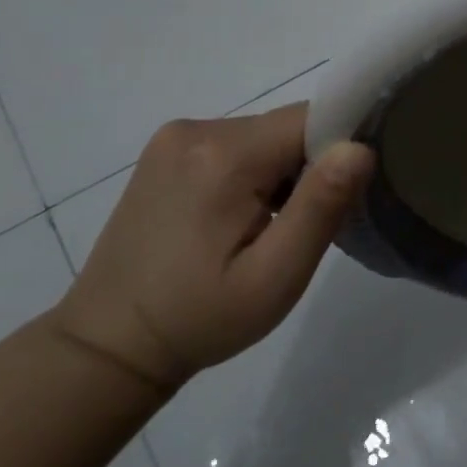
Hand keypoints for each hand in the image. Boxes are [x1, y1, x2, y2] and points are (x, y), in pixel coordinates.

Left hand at [49, 106, 374, 391]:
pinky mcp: (166, 153)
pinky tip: (243, 218)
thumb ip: (321, 207)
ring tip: (275, 226)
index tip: (343, 197)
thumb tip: (359, 148)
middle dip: (313, 165)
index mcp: (225, 155)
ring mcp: (174, 139)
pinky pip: (238, 144)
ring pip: (266, 135)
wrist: (107, 347)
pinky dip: (256, 172)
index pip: (314, 118)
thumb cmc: (199, 318)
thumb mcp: (275, 277)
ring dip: (285, 170)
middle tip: (305, 224)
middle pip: (290, 126)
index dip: (341, 150)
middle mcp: (198, 130)